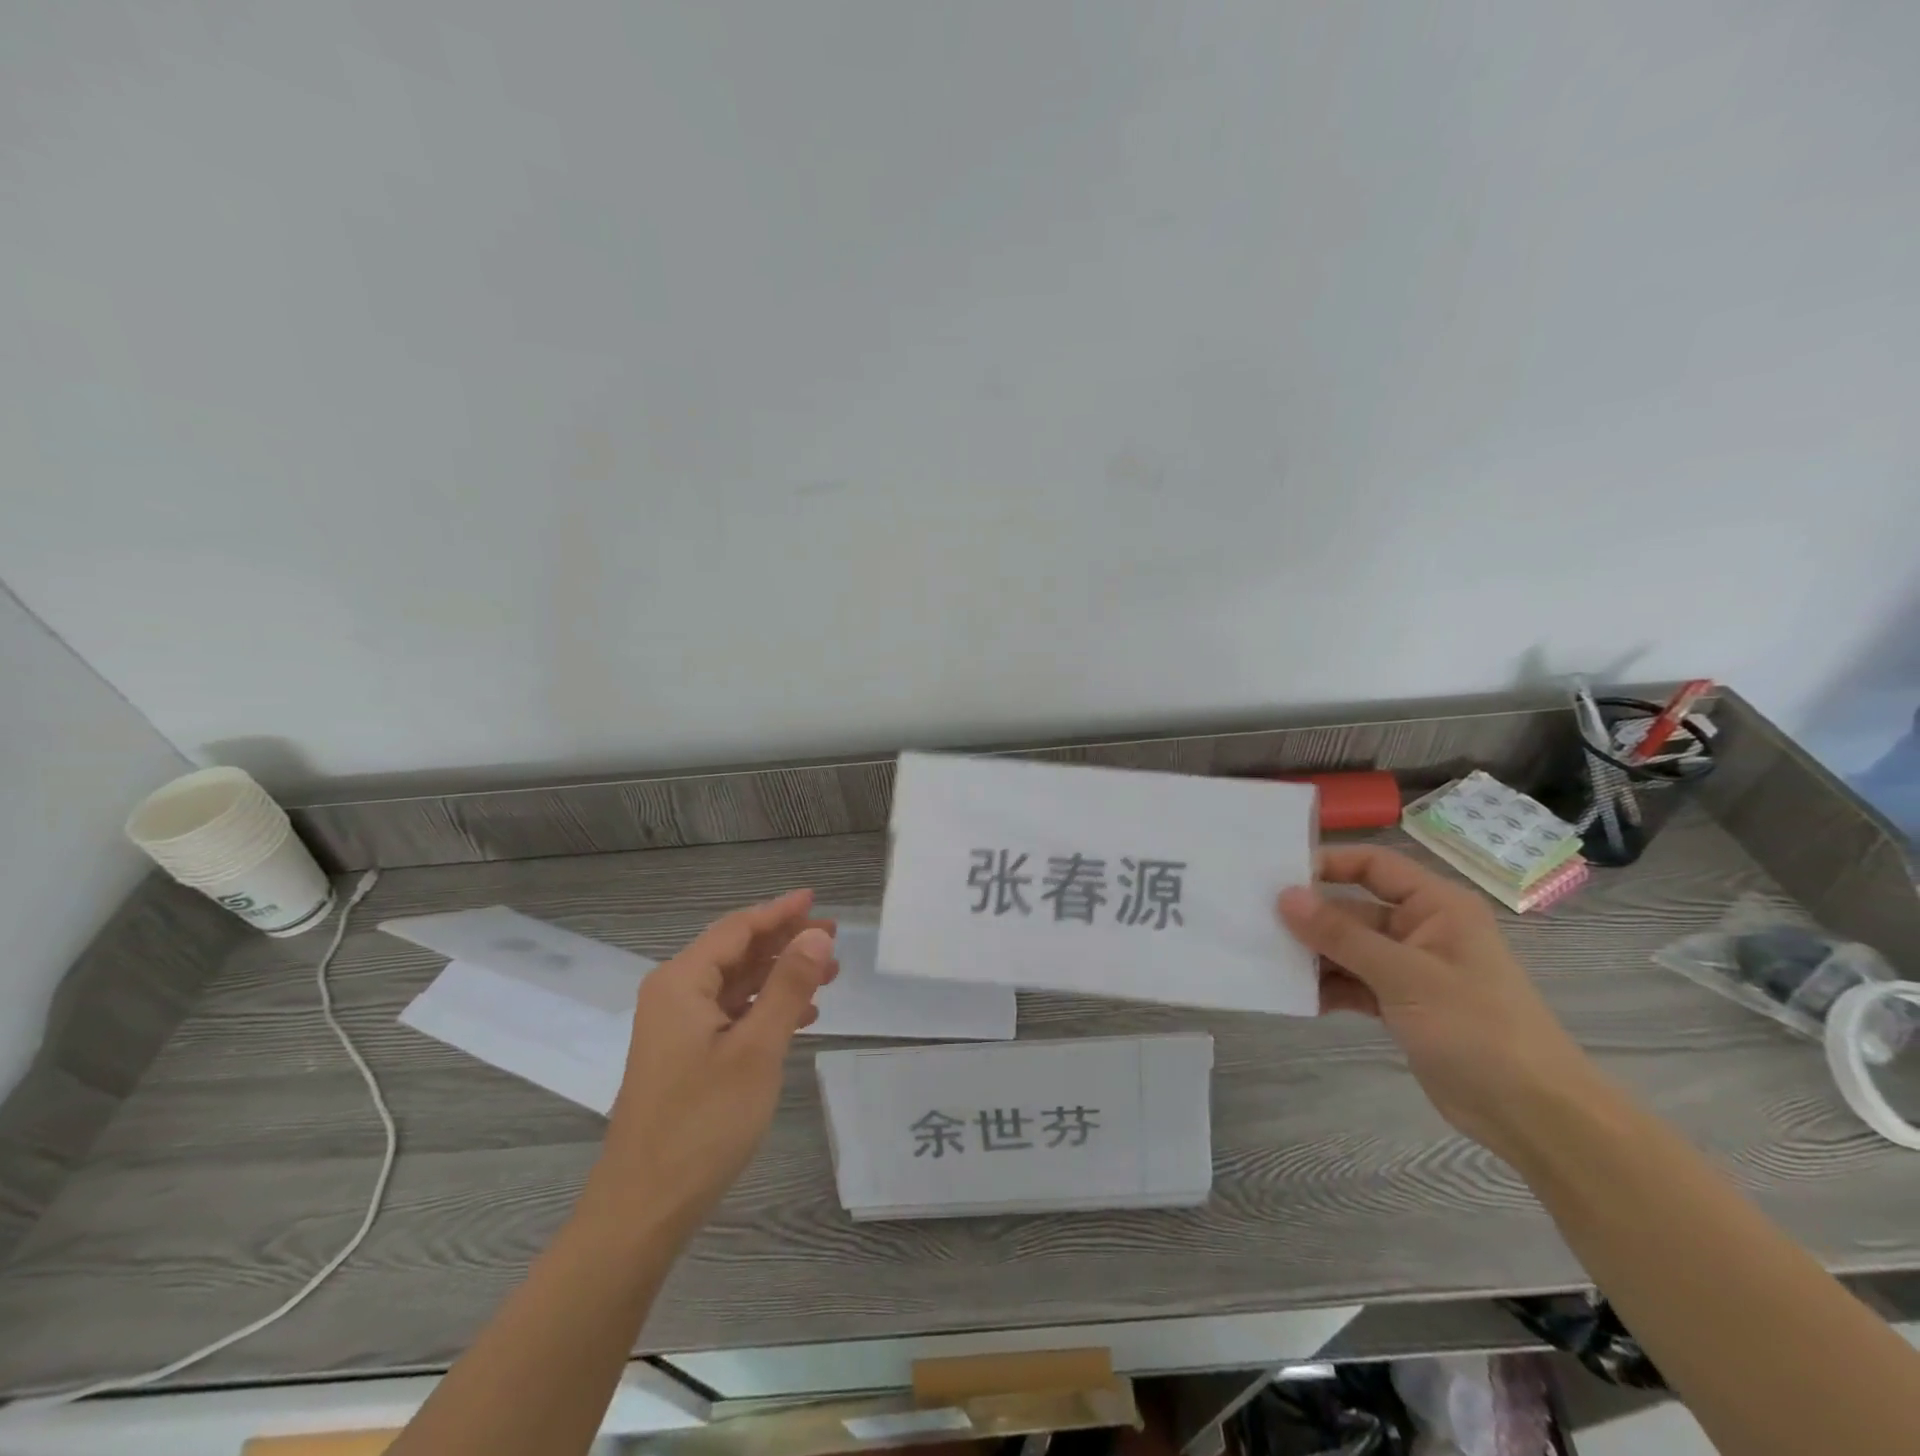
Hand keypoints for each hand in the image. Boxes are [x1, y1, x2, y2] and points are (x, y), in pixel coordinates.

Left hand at [585, 889, 836, 1240]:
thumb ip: (788, 986)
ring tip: (828, 974)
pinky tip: (800, 1018)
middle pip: (736, 952)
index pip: (738, 929)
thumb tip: (817, 934)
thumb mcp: (757, 1049)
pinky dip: (765, 1008)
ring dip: (780, 976)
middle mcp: (673, 995)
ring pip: (736, 984)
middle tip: (833, 938)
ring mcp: (676, 1028)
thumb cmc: (702, 1122)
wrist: (644, 1209)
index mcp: (681, 982)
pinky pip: (730, 1014)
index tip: (817, 900)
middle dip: (785, 943)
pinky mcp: (684, 1057)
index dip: (780, 912)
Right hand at [1278, 846, 1596, 1152]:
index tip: (1277, 877)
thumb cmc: (1476, 1028)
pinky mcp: (1402, 1004)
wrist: (1533, 1114)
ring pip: (1349, 948)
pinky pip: (1355, 983)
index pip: (1373, 865)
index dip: (1327, 865)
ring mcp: (1411, 969)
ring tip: (1268, 961)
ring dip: (1315, 956)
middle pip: (1354, 909)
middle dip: (1310, 918)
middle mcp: (1422, 929)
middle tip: (1257, 922)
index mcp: (1436, 906)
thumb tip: (1285, 896)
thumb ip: (1341, 935)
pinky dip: (1329, 988)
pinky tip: (1297, 997)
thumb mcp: (1404, 975)